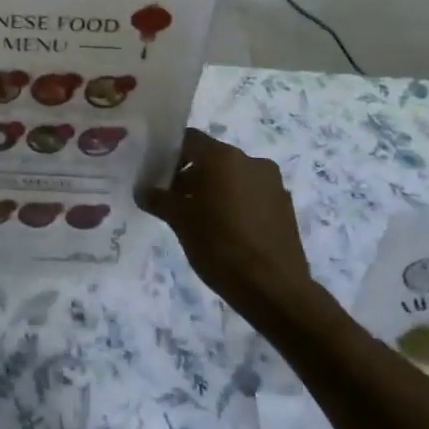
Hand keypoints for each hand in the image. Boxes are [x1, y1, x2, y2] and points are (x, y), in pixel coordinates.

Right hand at [142, 128, 311, 313]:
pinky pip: (252, 194)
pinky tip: (227, 231)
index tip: (158, 175)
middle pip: (212, 158)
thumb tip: (143, 191)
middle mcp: (251, 161)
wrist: (274, 289)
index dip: (170, 154)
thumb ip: (158, 199)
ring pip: (233, 177)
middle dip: (191, 175)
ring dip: (215, 190)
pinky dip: (236, 203)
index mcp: (223, 157)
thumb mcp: (179, 221)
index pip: (189, 140)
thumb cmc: (219, 246)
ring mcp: (272, 183)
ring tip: (200, 219)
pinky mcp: (285, 206)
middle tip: (174, 201)